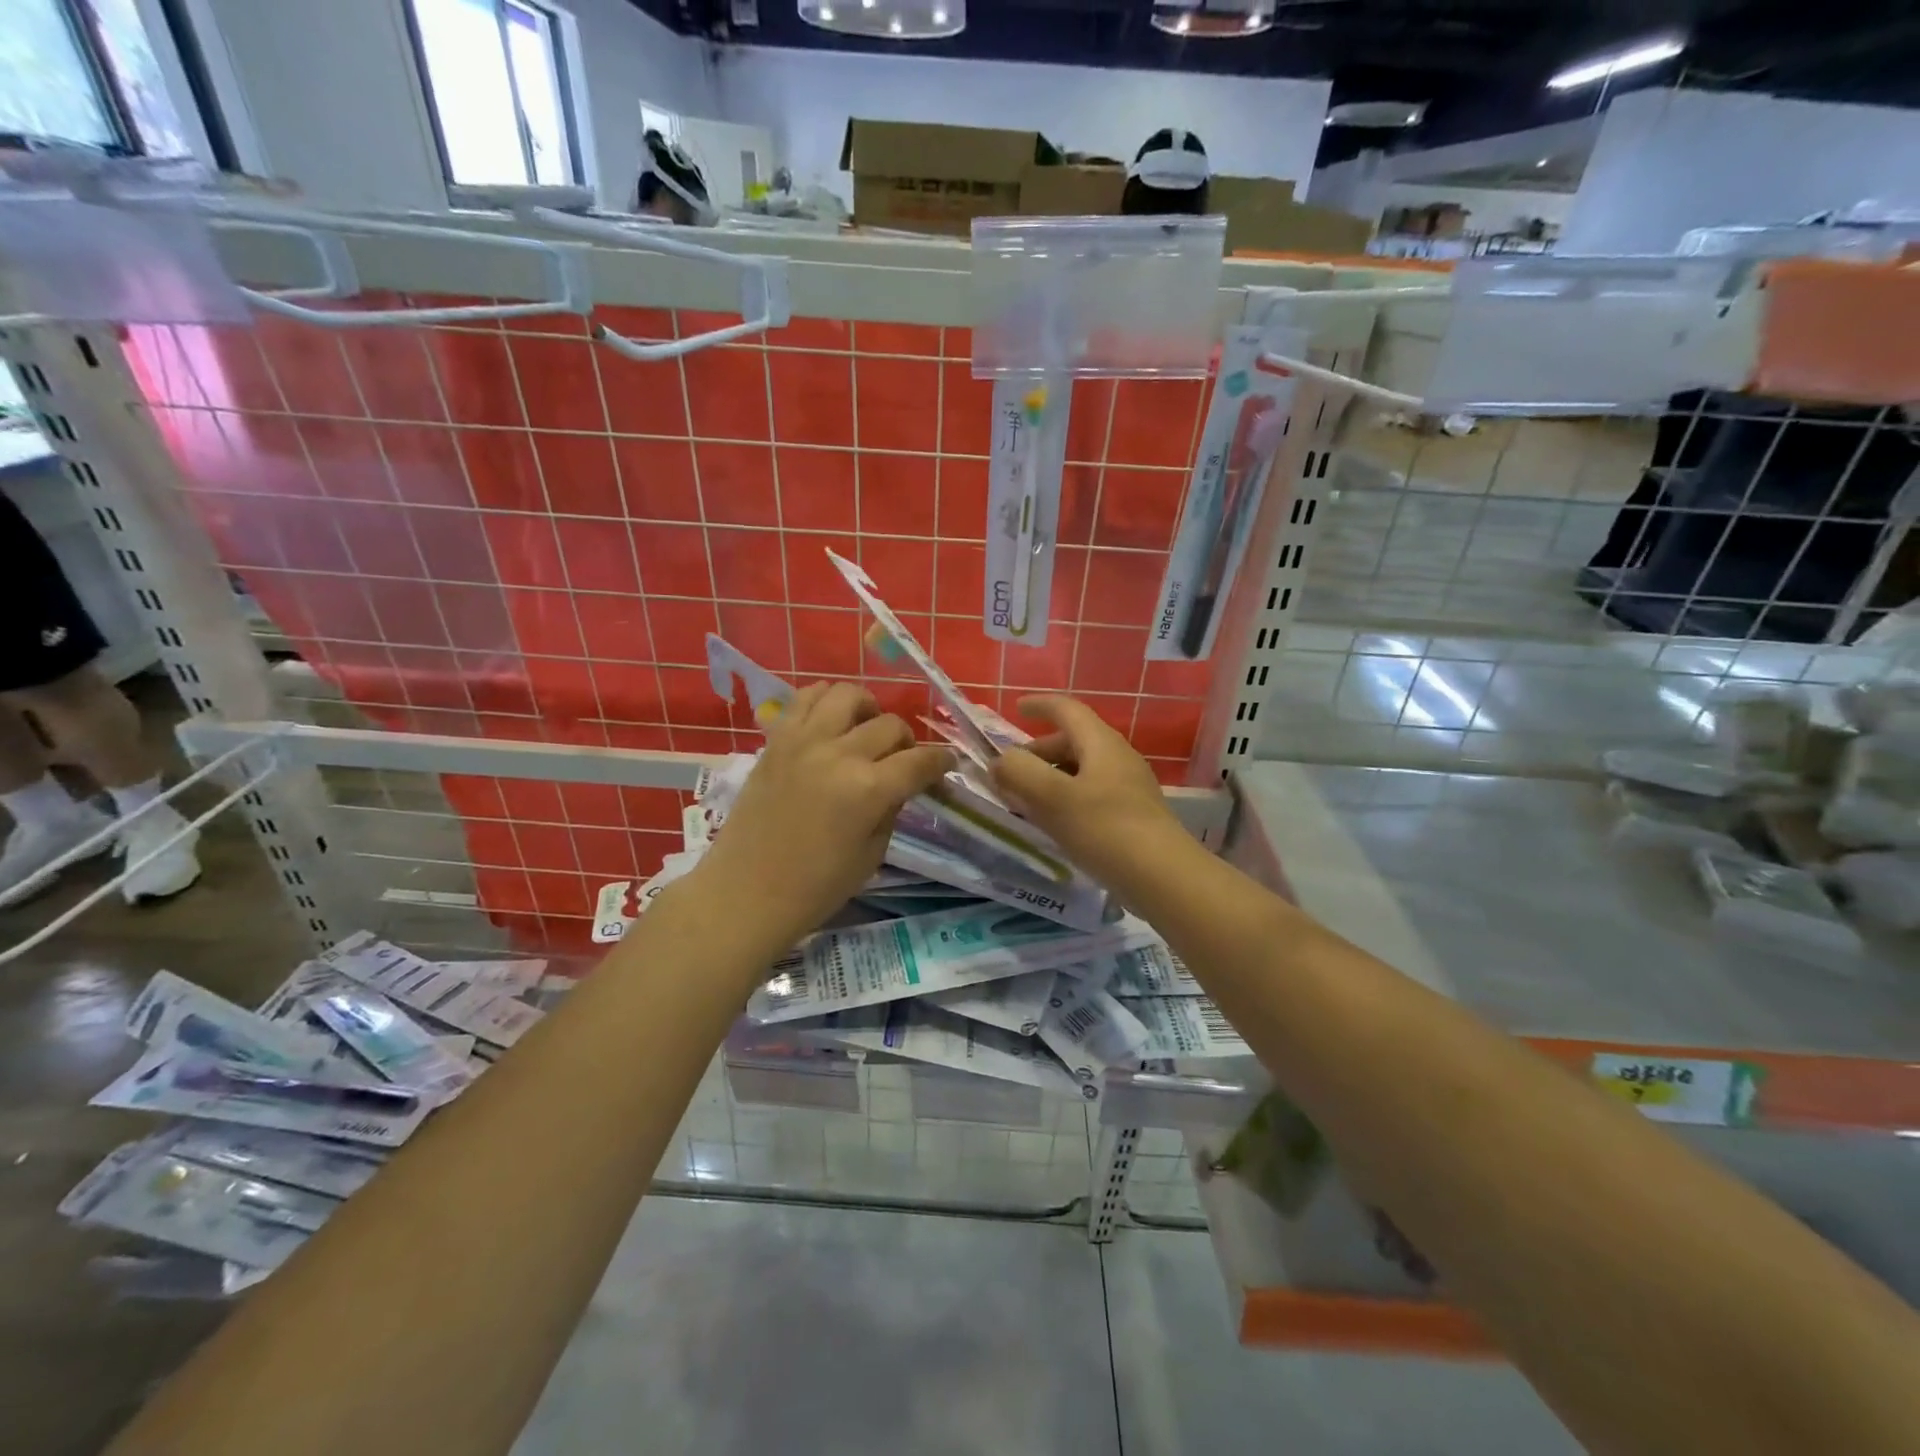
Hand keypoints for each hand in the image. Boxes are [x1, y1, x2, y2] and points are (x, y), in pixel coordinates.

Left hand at [694, 682, 953, 948]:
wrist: (746, 892)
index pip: (920, 761)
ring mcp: (803, 742)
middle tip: (900, 760)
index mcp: (869, 790)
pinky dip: (825, 699)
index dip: (940, 761)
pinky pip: (804, 699)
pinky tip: (832, 719)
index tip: (945, 764)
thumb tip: (899, 783)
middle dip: (905, 741)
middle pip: (889, 725)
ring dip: (867, 709)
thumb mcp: (872, 854)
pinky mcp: (776, 740)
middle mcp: (840, 755)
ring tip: (865, 728)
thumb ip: (890, 809)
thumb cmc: (815, 887)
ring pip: (848, 695)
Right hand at [989, 695, 1187, 886]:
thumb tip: (1001, 761)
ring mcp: (1129, 788)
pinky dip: (1065, 799)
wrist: (1163, 877)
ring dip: (1050, 778)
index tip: (1016, 707)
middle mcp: (1118, 758)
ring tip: (1025, 801)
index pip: (1067, 710)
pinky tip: (1054, 825)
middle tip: (1010, 772)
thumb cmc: (1105, 829)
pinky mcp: (1132, 816)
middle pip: (1073, 741)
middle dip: (1038, 752)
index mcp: (1101, 743)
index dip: (1040, 705)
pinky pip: (1091, 795)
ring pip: (1081, 771)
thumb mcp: (1052, 798)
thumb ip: (1019, 773)